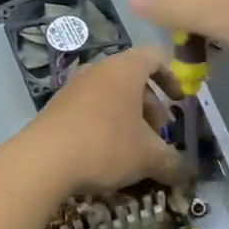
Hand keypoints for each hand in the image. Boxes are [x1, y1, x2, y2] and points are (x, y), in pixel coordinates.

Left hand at [22, 47, 184, 194]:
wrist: (42, 161)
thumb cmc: (106, 146)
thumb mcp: (149, 157)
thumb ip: (173, 162)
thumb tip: (186, 172)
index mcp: (125, 69)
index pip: (156, 57)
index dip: (173, 77)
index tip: (180, 102)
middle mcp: (99, 70)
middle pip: (134, 78)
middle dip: (151, 106)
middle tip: (159, 134)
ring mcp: (74, 87)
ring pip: (111, 95)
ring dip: (128, 118)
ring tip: (134, 149)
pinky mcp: (57, 107)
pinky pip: (90, 108)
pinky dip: (105, 124)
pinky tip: (106, 154)